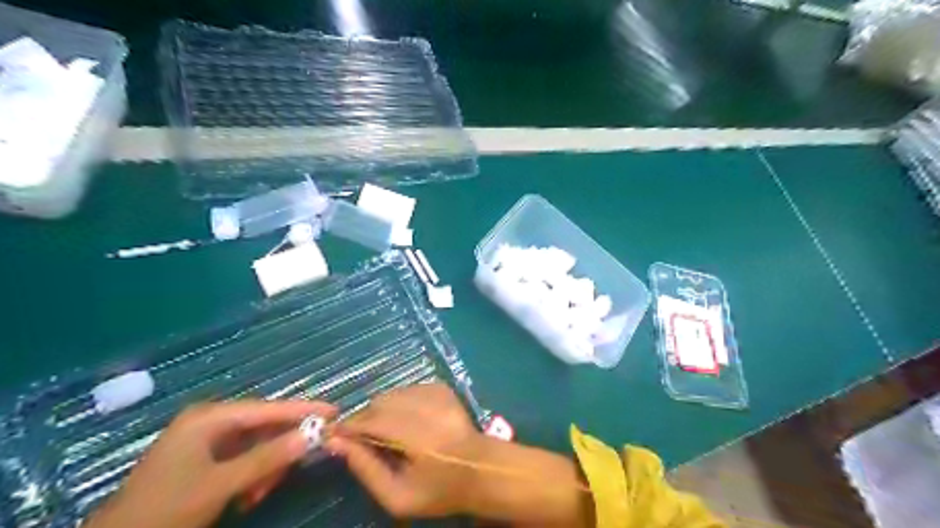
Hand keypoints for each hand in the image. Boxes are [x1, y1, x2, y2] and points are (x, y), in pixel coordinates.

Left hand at [82, 401, 335, 527]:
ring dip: (265, 468)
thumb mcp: (221, 484)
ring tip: (260, 493)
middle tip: (295, 468)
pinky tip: (248, 496)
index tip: (334, 411)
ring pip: (255, 446)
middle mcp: (209, 422)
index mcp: (209, 417)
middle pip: (263, 427)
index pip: (268, 408)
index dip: (302, 410)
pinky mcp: (204, 460)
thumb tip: (313, 435)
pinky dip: (252, 476)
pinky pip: (242, 459)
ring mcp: (205, 441)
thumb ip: (269, 458)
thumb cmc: (165, 509)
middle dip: (279, 449)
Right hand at [325, 381, 484, 516]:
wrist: (480, 469)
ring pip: (392, 393)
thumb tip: (337, 443)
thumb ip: (366, 468)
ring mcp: (435, 393)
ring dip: (382, 409)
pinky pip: (407, 389)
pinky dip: (400, 402)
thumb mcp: (397, 496)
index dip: (348, 427)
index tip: (335, 436)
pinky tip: (408, 420)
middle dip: (365, 418)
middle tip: (364, 438)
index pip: (369, 421)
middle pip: (379, 402)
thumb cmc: (438, 489)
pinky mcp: (441, 387)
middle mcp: (425, 407)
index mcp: (415, 436)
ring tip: (388, 431)